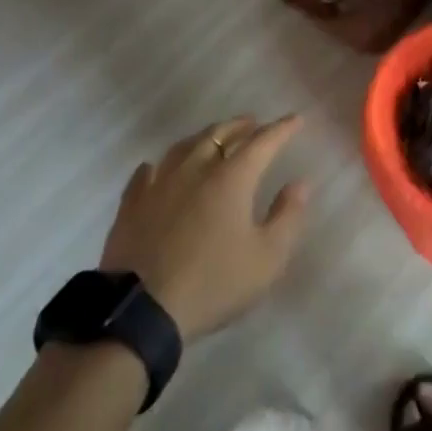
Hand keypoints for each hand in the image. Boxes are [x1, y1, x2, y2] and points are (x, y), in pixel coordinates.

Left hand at [99, 115, 309, 340]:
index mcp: (232, 177)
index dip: (282, 128)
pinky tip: (160, 168)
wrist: (140, 312)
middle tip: (254, 123)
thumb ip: (287, 216)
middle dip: (242, 125)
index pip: (263, 142)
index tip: (296, 119)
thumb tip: (300, 183)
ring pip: (185, 146)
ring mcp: (160, 183)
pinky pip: (148, 171)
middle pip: (221, 133)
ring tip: (214, 137)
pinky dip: (162, 164)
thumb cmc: (212, 283)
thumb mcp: (266, 259)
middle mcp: (196, 168)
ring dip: (205, 136)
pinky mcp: (131, 204)